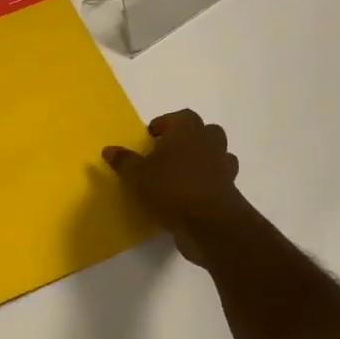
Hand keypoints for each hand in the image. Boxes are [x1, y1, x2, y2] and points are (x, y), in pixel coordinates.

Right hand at [103, 110, 244, 267]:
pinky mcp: (230, 188)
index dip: (166, 124)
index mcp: (187, 131)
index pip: (181, 116)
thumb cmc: (170, 188)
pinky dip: (208, 181)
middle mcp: (209, 142)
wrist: (209, 222)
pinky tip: (192, 193)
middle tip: (167, 152)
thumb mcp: (136, 175)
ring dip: (202, 158)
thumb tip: (109, 150)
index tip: (151, 137)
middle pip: (204, 131)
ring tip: (180, 173)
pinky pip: (219, 177)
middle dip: (188, 138)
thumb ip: (124, 161)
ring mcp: (223, 165)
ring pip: (216, 153)